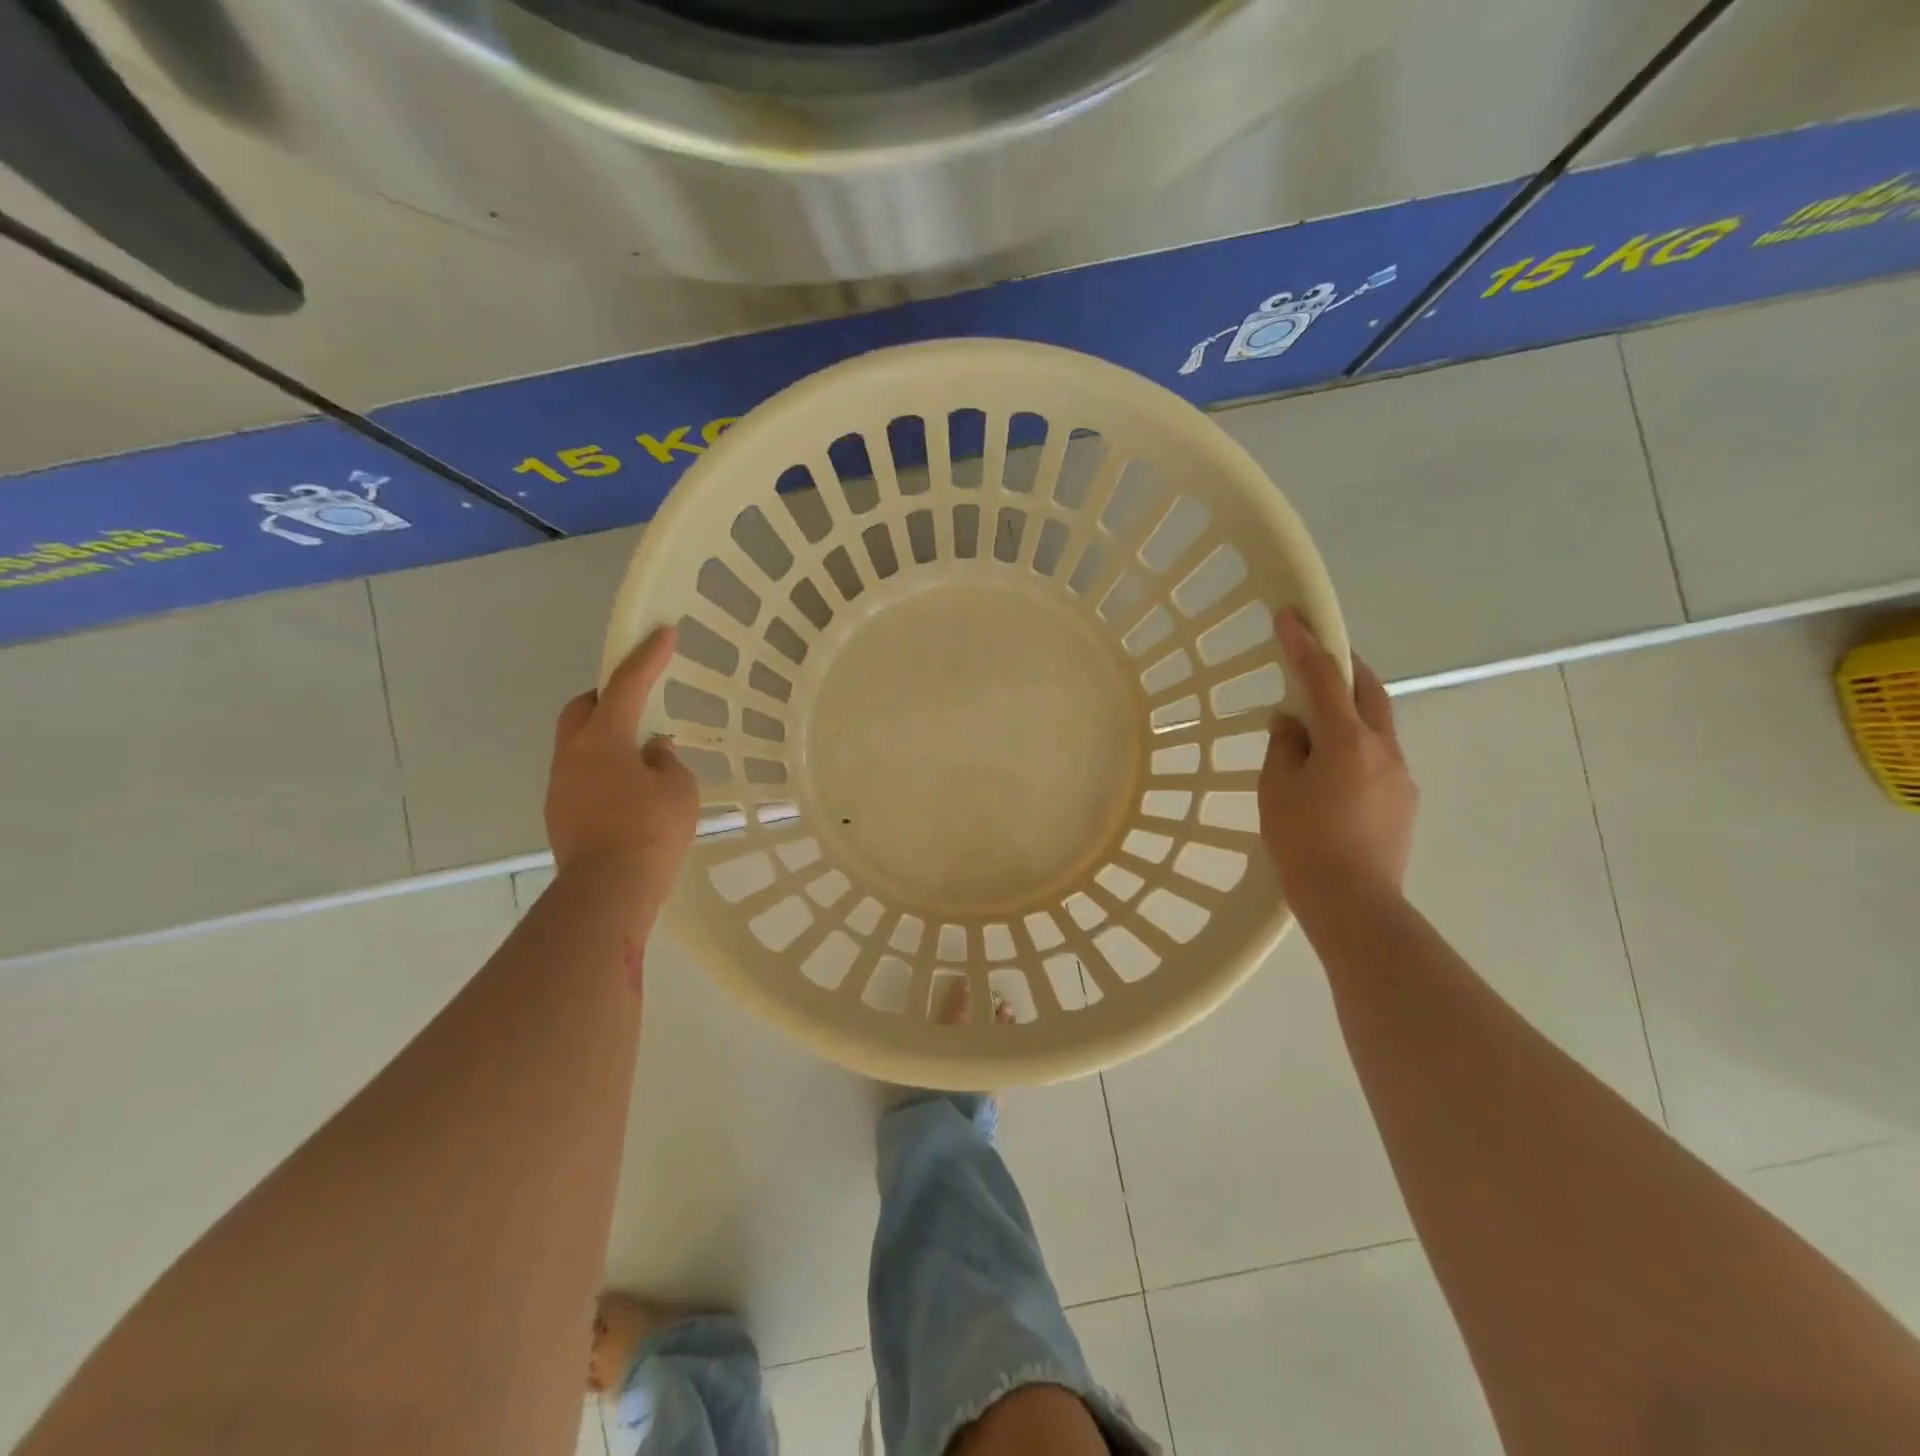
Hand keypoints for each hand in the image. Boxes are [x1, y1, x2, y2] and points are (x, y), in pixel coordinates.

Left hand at [546, 626, 699, 896]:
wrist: (607, 891)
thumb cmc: (650, 832)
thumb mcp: (678, 789)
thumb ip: (666, 761)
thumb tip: (651, 752)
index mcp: (603, 738)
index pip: (628, 684)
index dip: (648, 656)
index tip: (663, 631)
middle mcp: (573, 754)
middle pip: (583, 708)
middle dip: (608, 695)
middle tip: (639, 701)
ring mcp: (561, 785)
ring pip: (579, 743)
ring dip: (607, 736)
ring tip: (642, 754)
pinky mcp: (561, 813)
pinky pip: (582, 773)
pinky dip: (604, 768)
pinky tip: (630, 789)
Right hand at [1259, 609, 1417, 914]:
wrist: (1354, 903)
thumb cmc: (1304, 843)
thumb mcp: (1277, 790)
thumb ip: (1284, 747)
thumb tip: (1292, 723)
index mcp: (1347, 741)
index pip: (1323, 678)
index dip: (1304, 644)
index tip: (1289, 615)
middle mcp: (1383, 748)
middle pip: (1368, 690)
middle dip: (1344, 665)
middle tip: (1318, 655)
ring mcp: (1400, 774)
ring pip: (1377, 724)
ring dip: (1351, 708)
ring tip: (1318, 722)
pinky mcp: (1404, 799)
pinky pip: (1379, 755)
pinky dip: (1356, 744)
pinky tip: (1333, 770)